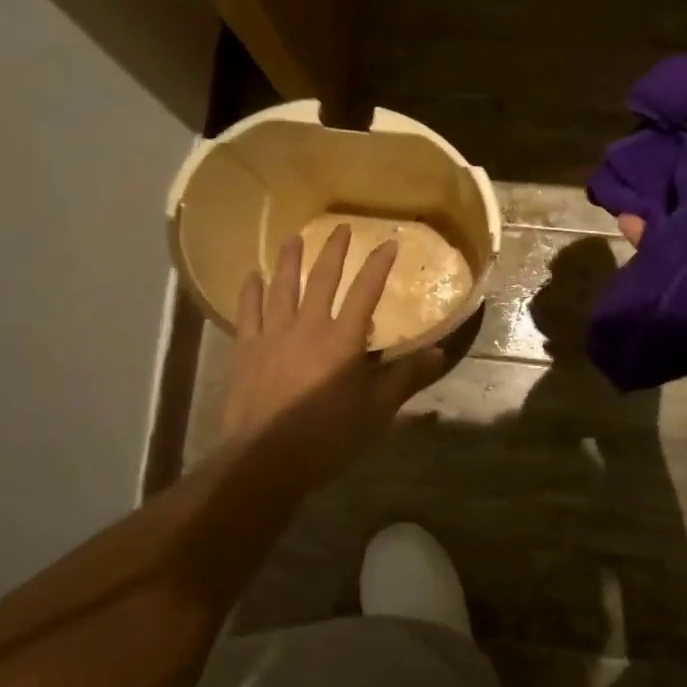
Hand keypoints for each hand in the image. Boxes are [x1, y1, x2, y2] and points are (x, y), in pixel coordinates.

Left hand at [220, 224, 445, 491]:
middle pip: (322, 279)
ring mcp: (272, 335)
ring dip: (289, 260)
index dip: (379, 265)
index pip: (365, 291)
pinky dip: (250, 291)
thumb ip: (406, 377)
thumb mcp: (376, 410)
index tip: (389, 241)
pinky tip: (252, 275)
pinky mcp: (245, 350)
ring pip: (282, 287)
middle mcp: (308, 326)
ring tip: (294, 238)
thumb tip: (441, 352)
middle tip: (341, 227)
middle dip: (334, 250)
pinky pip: (248, 312)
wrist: (266, 459)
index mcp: (343, 339)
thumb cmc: (328, 436)